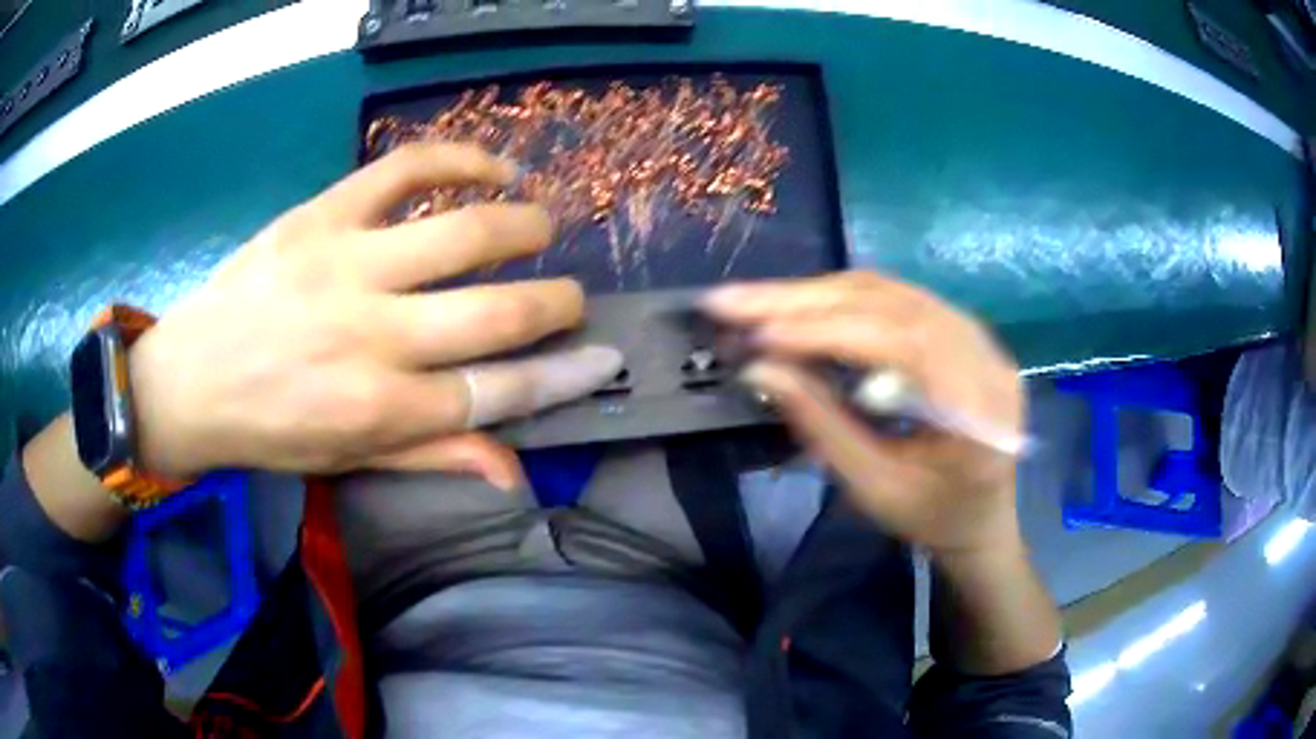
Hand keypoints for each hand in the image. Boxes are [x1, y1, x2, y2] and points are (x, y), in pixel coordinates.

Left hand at [128, 142, 620, 488]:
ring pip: (463, 233)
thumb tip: (514, 470)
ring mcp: (347, 265)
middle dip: (557, 304)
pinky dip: (462, 160)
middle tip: (573, 296)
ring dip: (524, 226)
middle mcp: (373, 337)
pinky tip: (493, 168)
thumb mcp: (348, 460)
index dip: (564, 375)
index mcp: (381, 409)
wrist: (191, 379)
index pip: (499, 392)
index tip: (601, 358)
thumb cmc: (270, 429)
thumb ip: (432, 456)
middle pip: (497, 313)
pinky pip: (406, 169)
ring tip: (542, 225)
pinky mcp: (323, 215)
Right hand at [703, 271, 1023, 555]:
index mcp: (980, 413)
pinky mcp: (962, 330)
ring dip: (817, 294)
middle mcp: (987, 357)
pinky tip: (800, 307)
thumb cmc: (931, 519)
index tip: (757, 336)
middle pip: (892, 303)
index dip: (825, 332)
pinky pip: (897, 298)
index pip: (901, 343)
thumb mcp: (874, 488)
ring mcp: (979, 337)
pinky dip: (841, 299)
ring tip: (755, 303)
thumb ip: (822, 426)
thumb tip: (759, 369)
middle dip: (805, 301)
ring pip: (890, 292)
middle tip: (732, 301)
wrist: (982, 518)